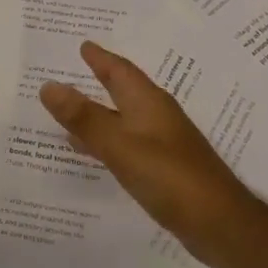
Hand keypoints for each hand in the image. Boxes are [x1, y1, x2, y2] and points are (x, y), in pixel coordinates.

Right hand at [40, 41, 265, 267]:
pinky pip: (125, 144)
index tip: (82, 44)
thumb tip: (48, 85)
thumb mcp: (119, 145)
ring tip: (67, 112)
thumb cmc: (169, 176)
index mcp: (148, 103)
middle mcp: (156, 117)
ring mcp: (162, 144)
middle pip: (122, 91)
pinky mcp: (163, 169)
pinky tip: (91, 152)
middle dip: (98, 80)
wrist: (218, 223)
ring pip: (122, 119)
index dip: (100, 58)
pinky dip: (105, 141)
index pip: (120, 71)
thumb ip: (84, 117)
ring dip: (97, 113)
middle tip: (68, 71)